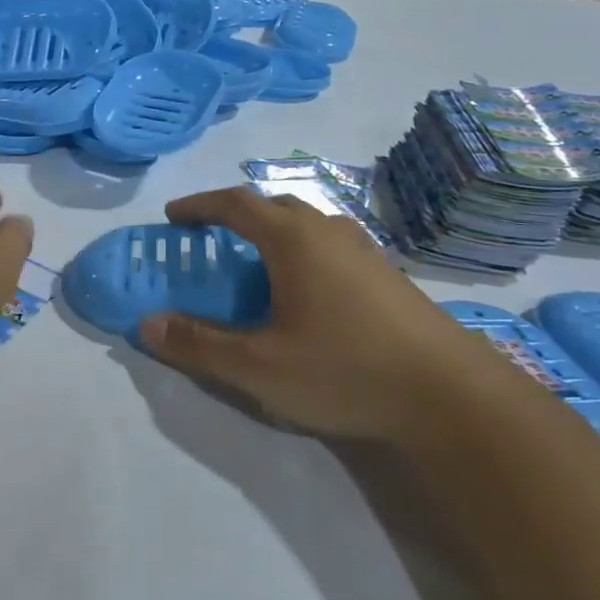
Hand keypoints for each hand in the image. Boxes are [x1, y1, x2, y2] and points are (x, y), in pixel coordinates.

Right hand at [138, 188, 489, 437]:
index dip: (198, 205)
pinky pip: (331, 246)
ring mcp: (365, 251)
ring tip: (256, 267)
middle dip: (236, 216)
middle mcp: (329, 231)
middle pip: (273, 205)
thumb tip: (146, 324)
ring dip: (273, 234)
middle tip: (213, 241)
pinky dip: (303, 253)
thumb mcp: (258, 366)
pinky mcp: (388, 276)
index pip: (234, 203)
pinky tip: (306, 294)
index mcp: (293, 238)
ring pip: (307, 225)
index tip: (172, 217)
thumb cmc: (345, 369)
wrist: (452, 396)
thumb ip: (198, 344)